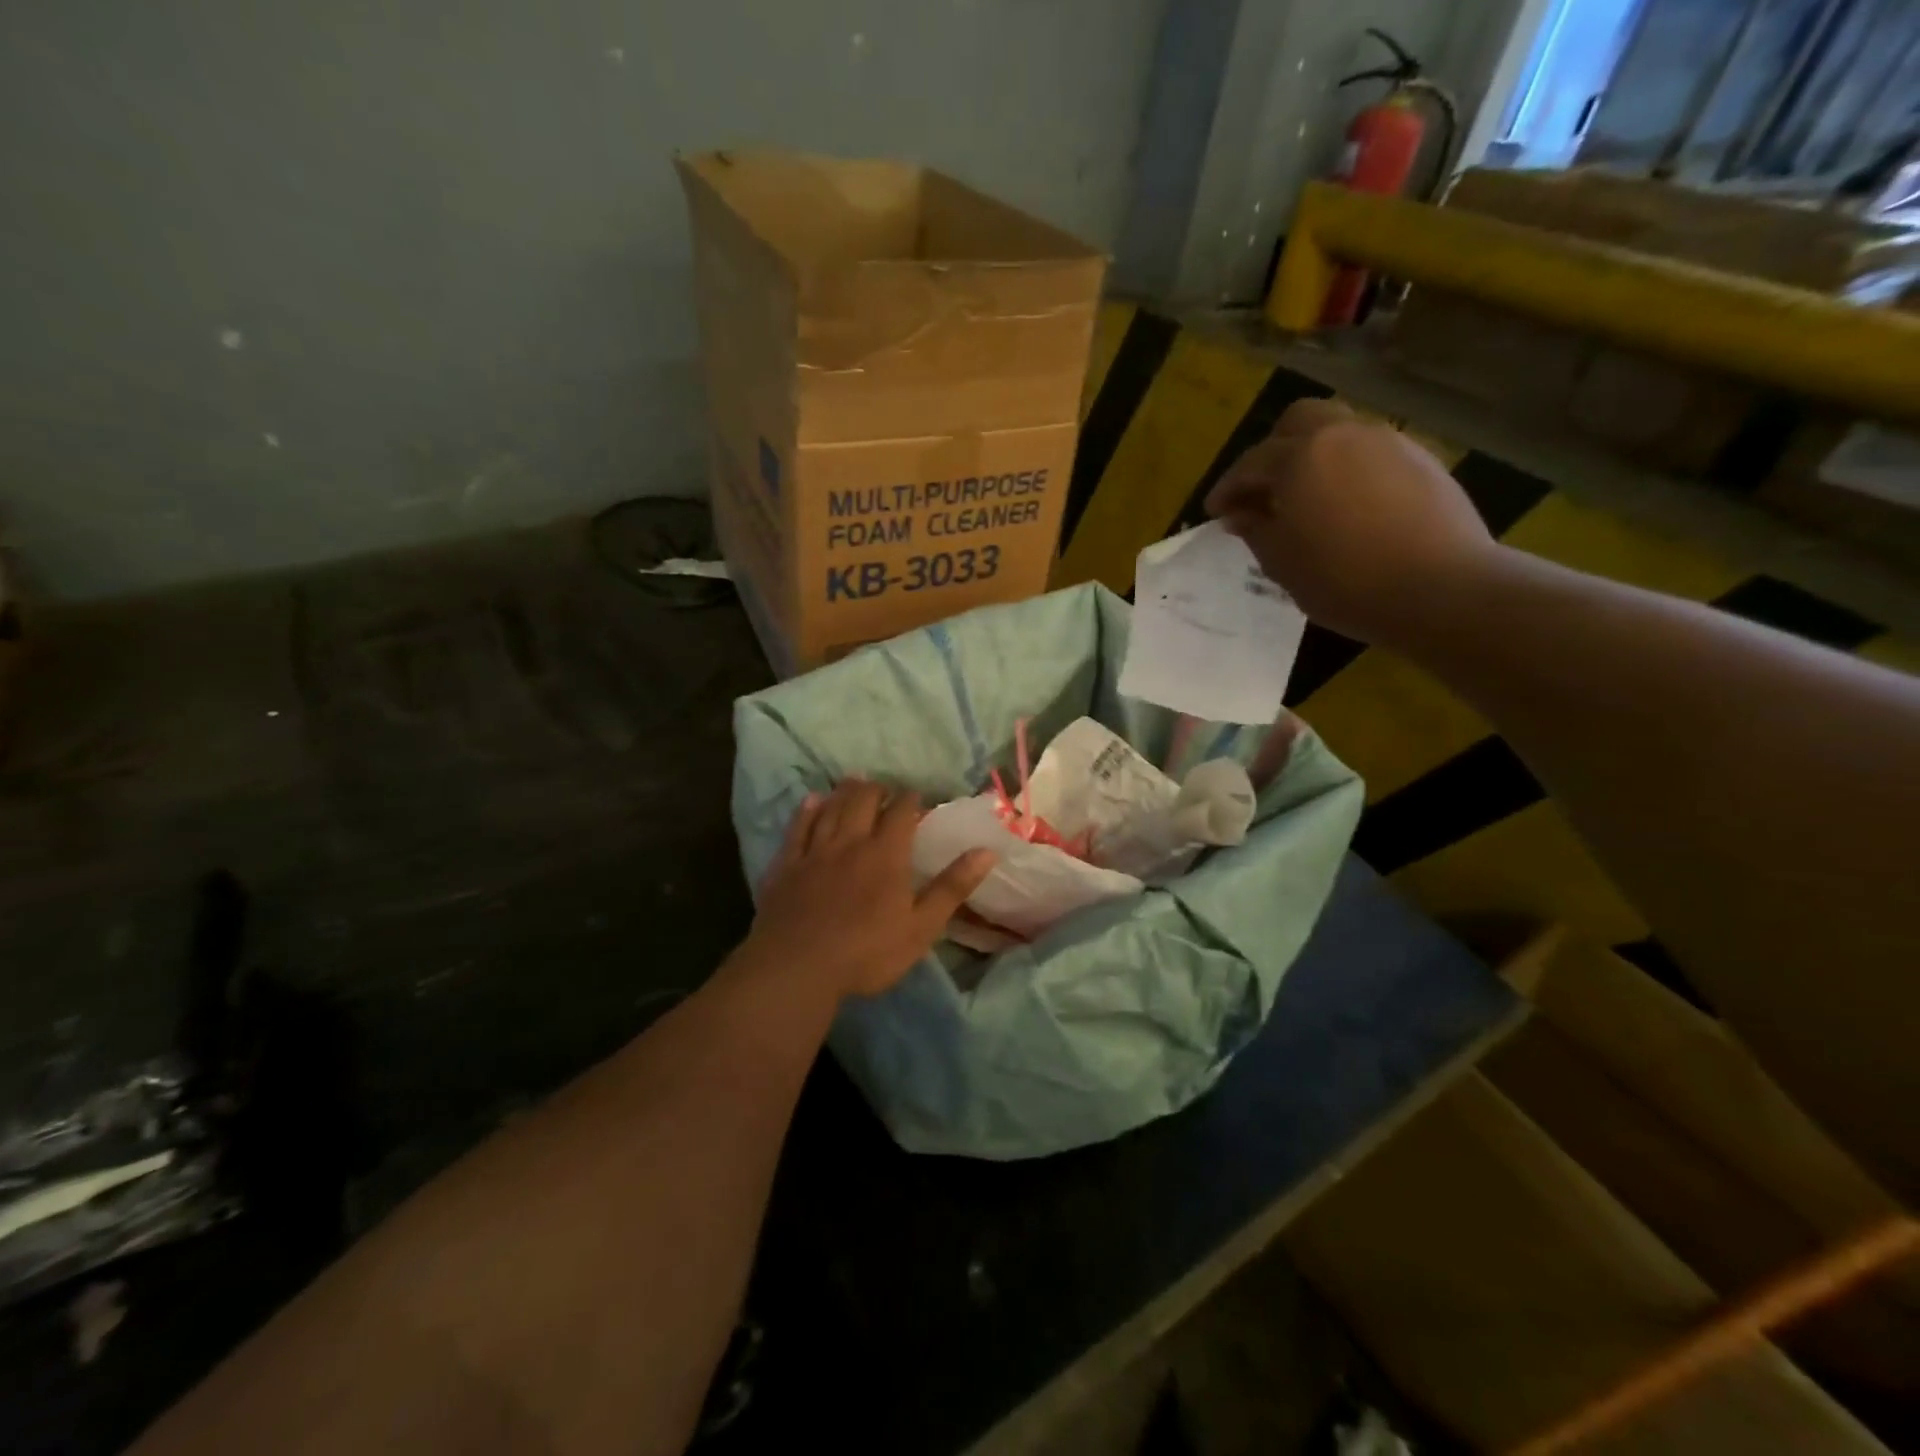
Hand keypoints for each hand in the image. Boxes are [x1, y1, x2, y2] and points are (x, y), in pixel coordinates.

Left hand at [742, 780, 996, 1001]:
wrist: (797, 967)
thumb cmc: (867, 952)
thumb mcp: (921, 927)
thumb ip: (952, 887)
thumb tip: (987, 851)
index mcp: (886, 854)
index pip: (901, 812)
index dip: (910, 799)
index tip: (916, 796)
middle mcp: (850, 842)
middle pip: (863, 800)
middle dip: (877, 789)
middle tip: (884, 789)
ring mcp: (815, 851)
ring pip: (831, 808)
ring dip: (845, 791)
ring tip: (854, 781)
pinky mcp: (786, 865)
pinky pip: (797, 827)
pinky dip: (807, 811)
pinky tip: (811, 801)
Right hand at [1204, 399, 1496, 645]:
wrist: (1440, 588)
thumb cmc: (1344, 581)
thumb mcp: (1282, 563)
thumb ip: (1256, 530)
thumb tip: (1241, 513)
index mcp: (1300, 457)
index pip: (1251, 463)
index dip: (1228, 488)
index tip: (1216, 512)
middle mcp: (1344, 435)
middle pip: (1298, 421)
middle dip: (1273, 450)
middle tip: (1264, 491)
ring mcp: (1389, 443)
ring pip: (1339, 433)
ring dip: (1314, 458)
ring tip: (1308, 500)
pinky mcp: (1422, 460)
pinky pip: (1371, 454)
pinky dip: (1349, 471)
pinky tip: (1349, 508)